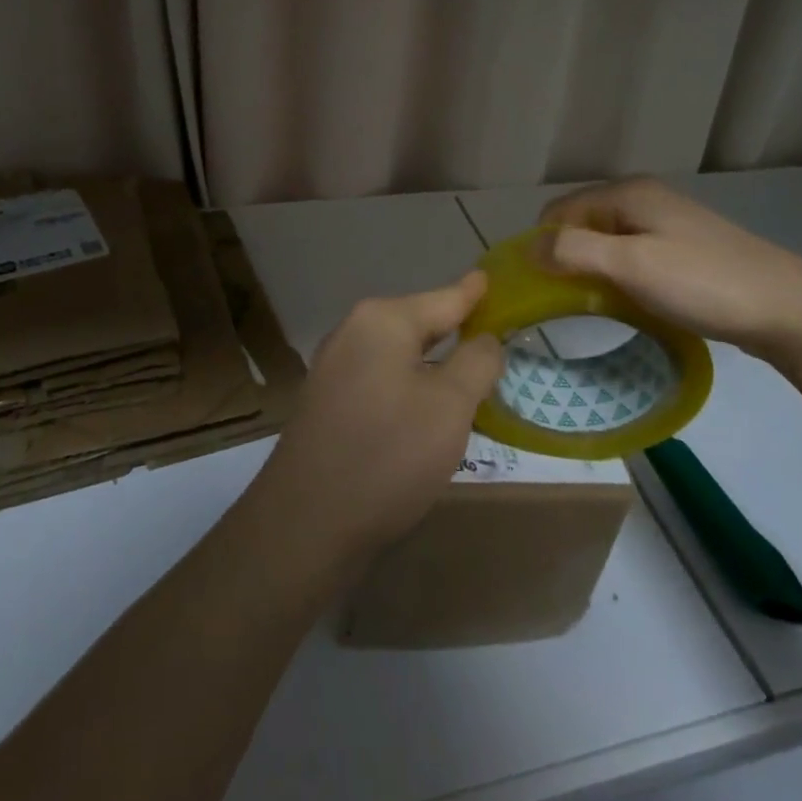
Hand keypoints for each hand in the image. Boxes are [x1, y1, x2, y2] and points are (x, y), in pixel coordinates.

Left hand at [254, 272, 501, 564]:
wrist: (306, 522)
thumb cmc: (388, 454)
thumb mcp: (450, 406)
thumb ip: (476, 362)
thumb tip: (484, 339)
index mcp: (382, 320)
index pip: (444, 297)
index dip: (474, 292)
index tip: (492, 278)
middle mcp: (353, 332)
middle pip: (419, 322)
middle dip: (455, 328)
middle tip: (495, 333)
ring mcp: (334, 367)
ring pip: (399, 353)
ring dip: (433, 362)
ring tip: (469, 370)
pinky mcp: (327, 402)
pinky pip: (380, 378)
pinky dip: (409, 384)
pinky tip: (426, 406)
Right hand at [538, 177, 801, 360]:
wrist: (788, 310)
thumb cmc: (703, 282)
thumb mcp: (631, 265)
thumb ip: (575, 251)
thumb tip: (528, 249)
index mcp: (628, 193)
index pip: (559, 209)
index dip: (541, 243)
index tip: (533, 285)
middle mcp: (645, 199)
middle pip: (582, 223)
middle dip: (564, 256)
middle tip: (558, 299)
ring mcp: (667, 224)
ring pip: (607, 242)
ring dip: (591, 269)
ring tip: (587, 305)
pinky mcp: (683, 250)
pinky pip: (632, 256)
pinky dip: (617, 276)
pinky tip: (624, 302)